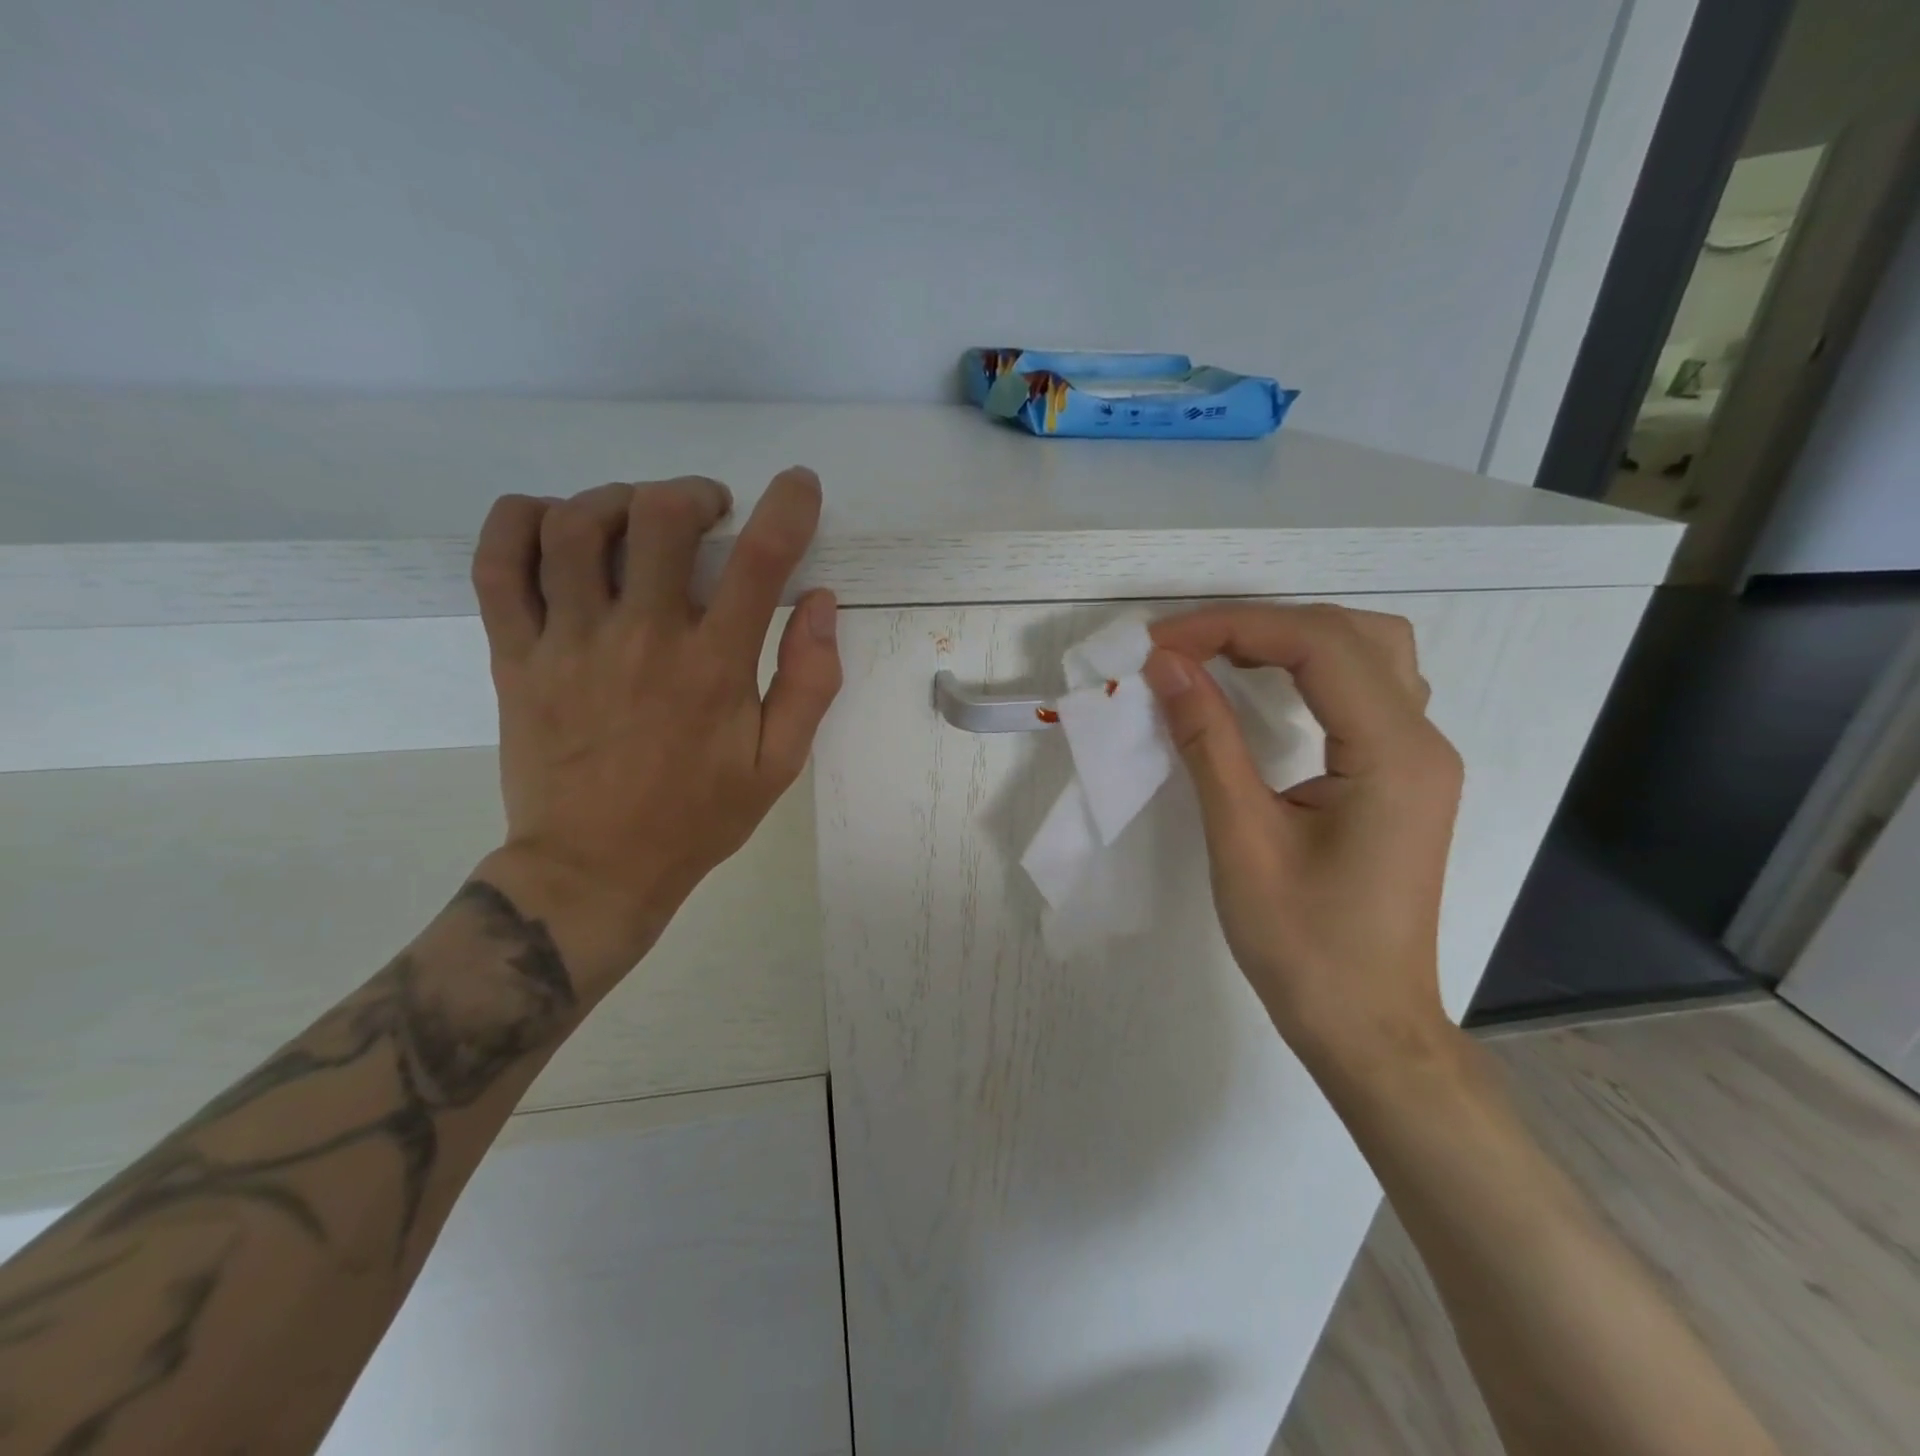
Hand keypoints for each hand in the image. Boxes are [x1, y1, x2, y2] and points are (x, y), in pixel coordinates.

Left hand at [467, 469, 841, 991]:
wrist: (594, 869)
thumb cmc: (696, 818)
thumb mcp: (778, 764)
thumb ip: (808, 682)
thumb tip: (820, 603)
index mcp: (711, 668)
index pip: (758, 561)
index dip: (787, 508)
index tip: (798, 486)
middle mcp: (640, 639)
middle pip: (658, 517)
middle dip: (694, 493)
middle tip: (710, 512)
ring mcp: (567, 643)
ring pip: (576, 525)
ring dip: (617, 499)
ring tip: (639, 516)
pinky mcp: (513, 656)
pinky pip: (497, 564)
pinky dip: (519, 521)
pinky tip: (551, 521)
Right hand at [1142, 604, 1464, 1078]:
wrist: (1366, 1025)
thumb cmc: (1303, 945)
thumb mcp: (1242, 839)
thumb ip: (1208, 741)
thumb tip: (1167, 667)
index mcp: (1394, 754)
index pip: (1317, 644)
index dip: (1232, 628)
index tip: (1161, 645)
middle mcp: (1422, 740)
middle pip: (1350, 633)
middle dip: (1259, 625)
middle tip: (1185, 649)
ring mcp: (1420, 758)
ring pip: (1370, 652)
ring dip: (1293, 638)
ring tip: (1222, 656)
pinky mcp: (1404, 777)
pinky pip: (1368, 689)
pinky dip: (1314, 669)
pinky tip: (1273, 689)